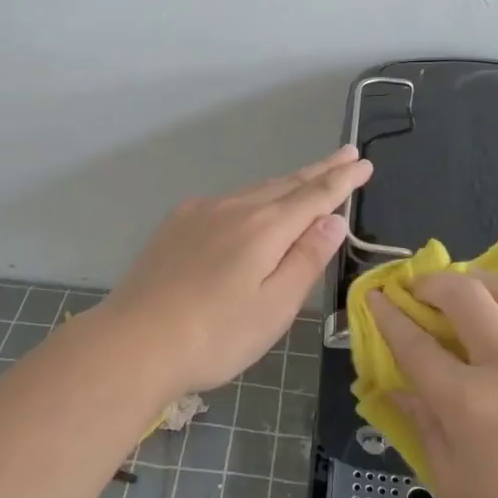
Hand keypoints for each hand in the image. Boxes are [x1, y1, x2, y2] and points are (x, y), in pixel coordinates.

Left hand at [96, 146, 371, 396]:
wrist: (133, 343)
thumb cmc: (215, 336)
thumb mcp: (275, 307)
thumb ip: (306, 260)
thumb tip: (334, 220)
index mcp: (265, 228)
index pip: (315, 196)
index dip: (342, 180)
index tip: (364, 162)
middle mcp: (235, 209)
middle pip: (287, 184)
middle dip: (320, 170)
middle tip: (347, 154)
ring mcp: (201, 213)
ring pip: (256, 190)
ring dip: (287, 183)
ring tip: (309, 178)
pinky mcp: (177, 225)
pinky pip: (228, 201)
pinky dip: (254, 198)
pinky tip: (253, 208)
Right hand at [370, 270, 497, 497]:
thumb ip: (427, 434)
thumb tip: (396, 392)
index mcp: (469, 404)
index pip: (414, 345)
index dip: (389, 317)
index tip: (377, 298)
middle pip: (465, 298)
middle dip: (435, 284)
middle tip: (425, 289)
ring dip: (490, 279)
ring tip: (478, 282)